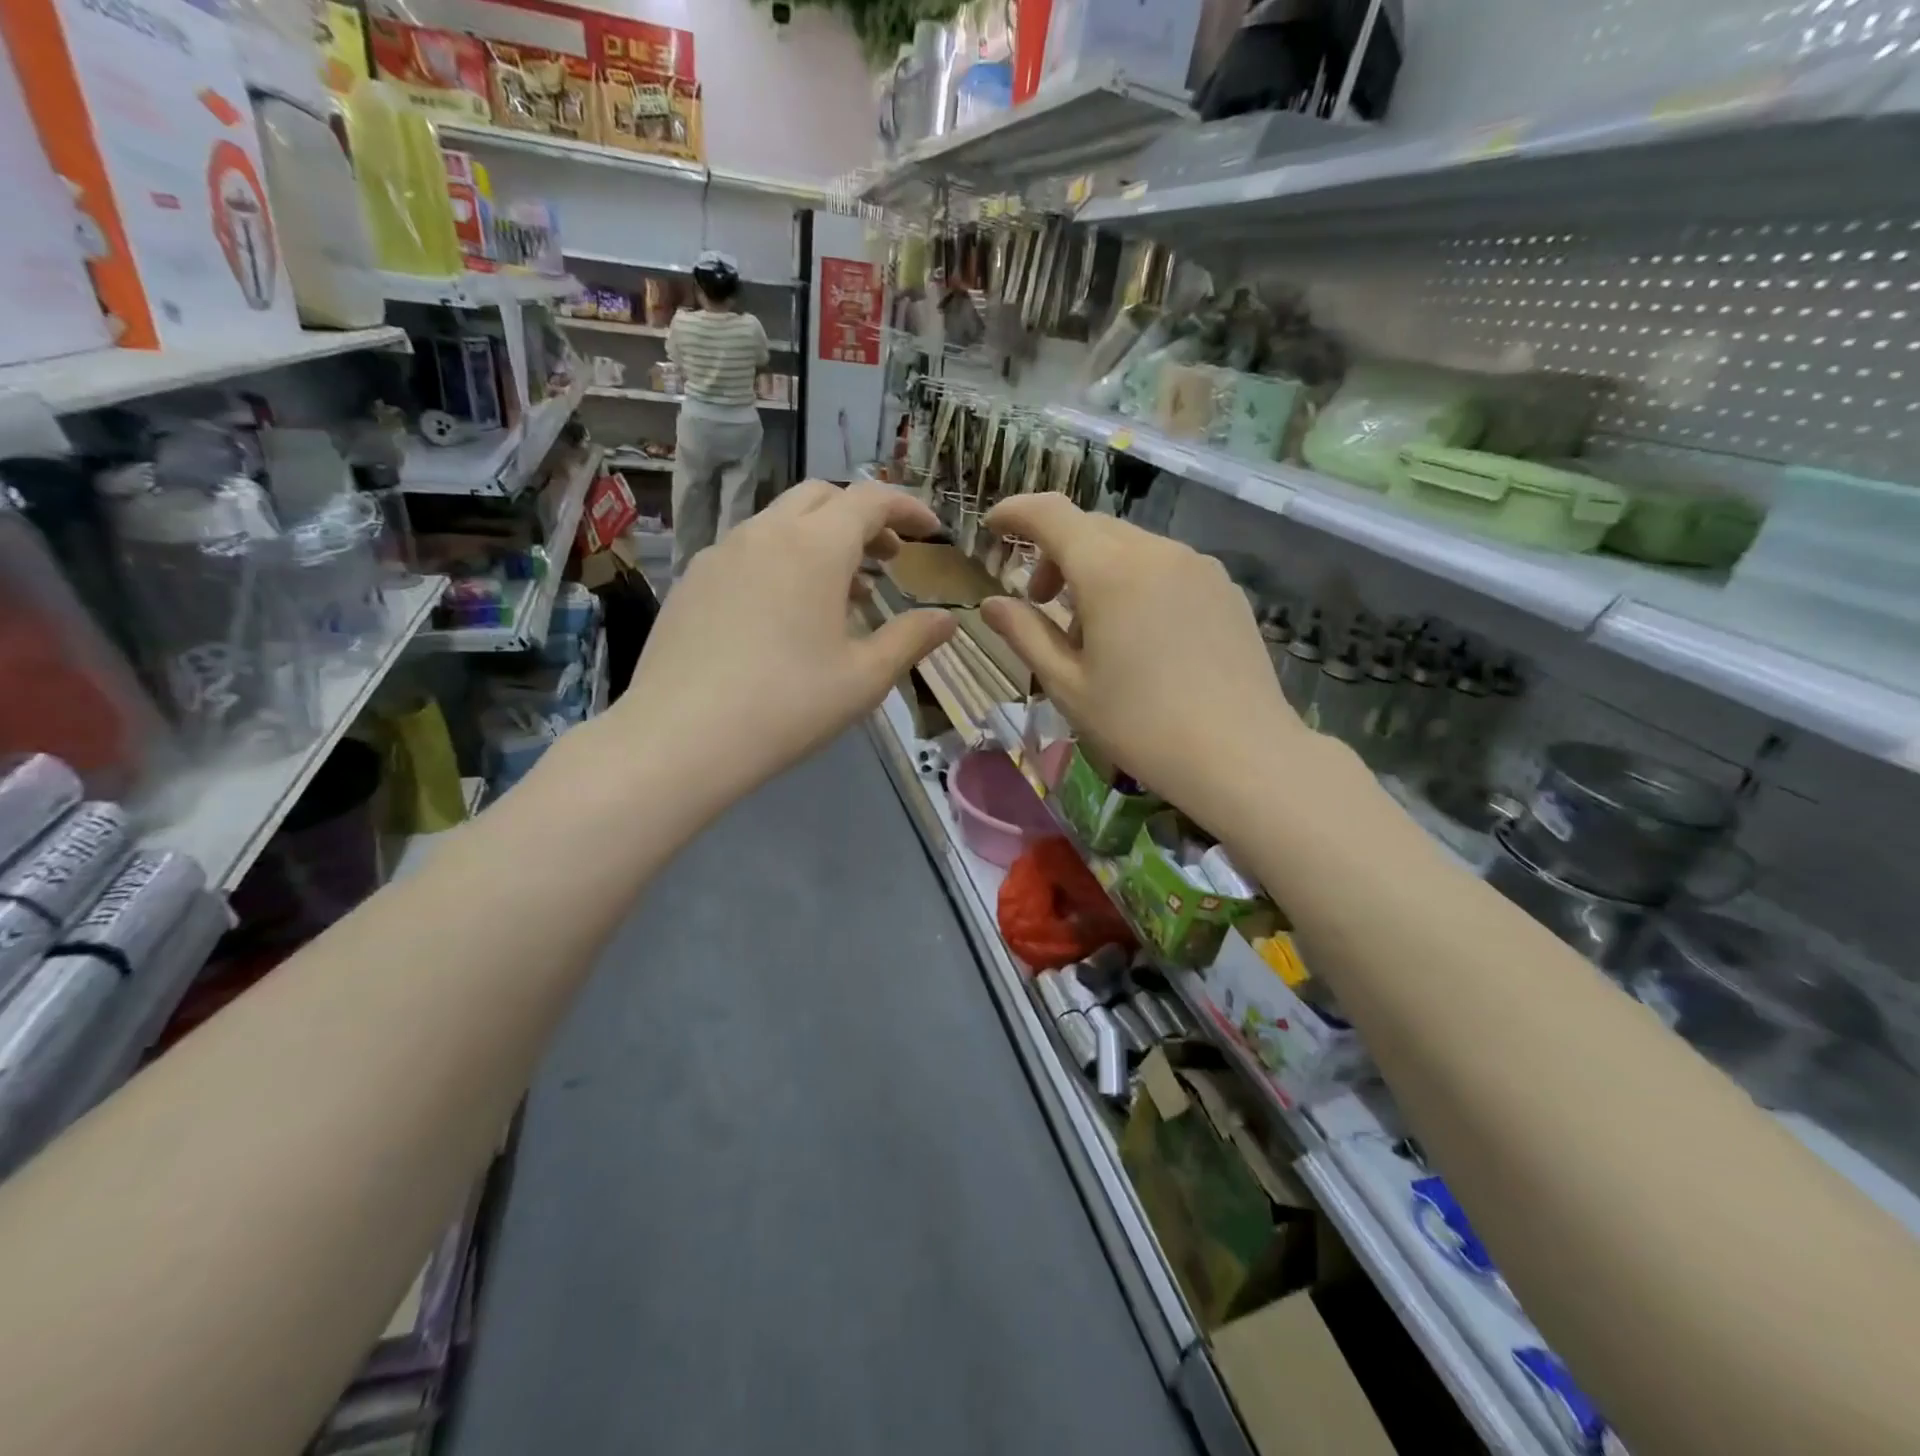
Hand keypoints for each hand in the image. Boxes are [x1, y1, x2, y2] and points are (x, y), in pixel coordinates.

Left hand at [615, 480, 955, 804]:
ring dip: (821, 539)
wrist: (681, 737)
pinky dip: (781, 560)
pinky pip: (747, 550)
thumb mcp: (864, 678)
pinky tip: (783, 612)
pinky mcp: (692, 580)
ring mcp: (721, 553)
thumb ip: (911, 639)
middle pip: (822, 497)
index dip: (908, 507)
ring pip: (781, 522)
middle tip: (888, 557)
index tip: (931, 531)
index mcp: (815, 546)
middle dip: (862, 517)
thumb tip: (947, 619)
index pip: (871, 499)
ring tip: (841, 592)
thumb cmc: (789, 705)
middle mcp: (766, 533)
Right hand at [980, 494, 1313, 841]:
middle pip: (1092, 529)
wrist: (1241, 755)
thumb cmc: (1140, 725)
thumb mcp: (1068, 685)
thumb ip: (1024, 635)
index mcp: (1111, 571)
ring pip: (1130, 547)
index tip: (993, 527)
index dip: (1017, 513)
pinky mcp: (1225, 588)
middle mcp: (1157, 552)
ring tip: (1094, 632)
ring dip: (1097, 571)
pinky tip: (1140, 636)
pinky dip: (1135, 582)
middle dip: (1056, 554)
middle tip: (1040, 602)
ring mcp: (1198, 566)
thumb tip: (991, 604)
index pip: (1052, 515)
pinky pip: (1165, 566)